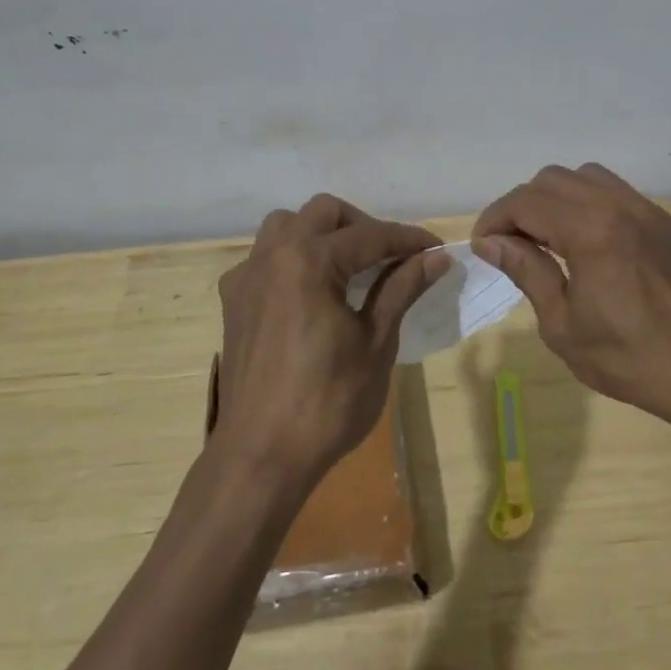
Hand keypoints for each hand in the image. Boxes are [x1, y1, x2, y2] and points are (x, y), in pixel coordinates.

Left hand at [212, 195, 448, 494]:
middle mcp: (272, 256)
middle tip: (392, 258)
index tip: (436, 249)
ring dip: (321, 233)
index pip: (369, 235)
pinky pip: (265, 258)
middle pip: (323, 213)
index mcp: (308, 261)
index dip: (408, 239)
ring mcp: (247, 277)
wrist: (260, 456)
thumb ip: (401, 289)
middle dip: (363, 226)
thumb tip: (435, 258)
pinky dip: (293, 258)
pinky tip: (311, 291)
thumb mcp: (375, 342)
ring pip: (286, 226)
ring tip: (349, 266)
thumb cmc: (327, 402)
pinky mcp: (234, 302)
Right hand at [472, 164, 670, 442]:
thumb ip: (528, 272)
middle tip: (513, 244)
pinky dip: (595, 207)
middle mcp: (620, 206)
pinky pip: (623, 197)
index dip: (495, 218)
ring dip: (559, 199)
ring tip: (551, 238)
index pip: (526, 201)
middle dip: (523, 205)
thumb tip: (493, 242)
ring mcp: (651, 212)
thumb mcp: (564, 325)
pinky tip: (596, 246)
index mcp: (590, 229)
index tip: (484, 246)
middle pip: (554, 179)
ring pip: (590, 178)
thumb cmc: (630, 359)